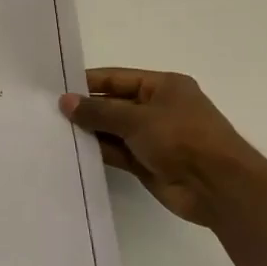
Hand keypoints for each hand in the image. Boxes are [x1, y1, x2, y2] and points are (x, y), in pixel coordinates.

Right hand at [60, 68, 266, 228]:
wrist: (218, 187)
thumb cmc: (182, 138)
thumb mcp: (137, 118)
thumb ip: (98, 111)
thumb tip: (65, 101)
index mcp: (163, 86)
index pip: (117, 78)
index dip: (89, 82)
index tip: (57, 88)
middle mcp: (158, 109)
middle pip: (114, 104)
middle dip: (86, 108)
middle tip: (48, 111)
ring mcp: (153, 138)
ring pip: (113, 130)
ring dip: (90, 132)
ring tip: (54, 130)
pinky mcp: (148, 163)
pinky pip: (117, 153)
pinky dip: (99, 152)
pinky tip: (73, 151)